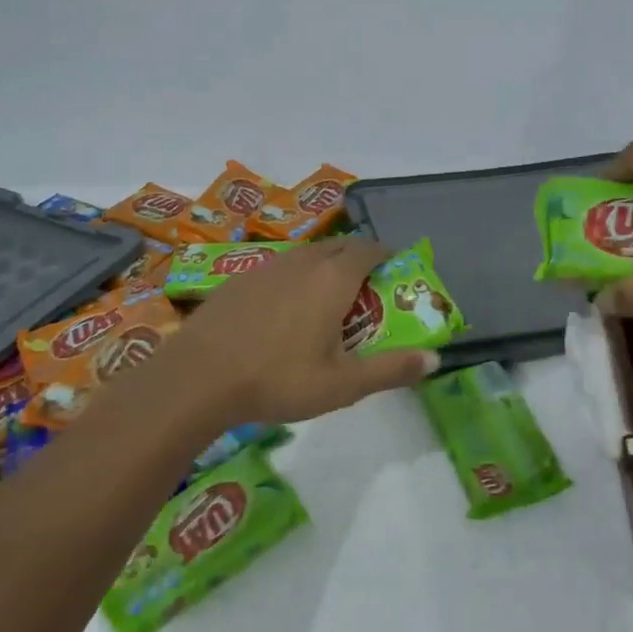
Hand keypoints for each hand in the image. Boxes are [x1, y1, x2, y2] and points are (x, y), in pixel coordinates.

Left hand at [164, 240, 438, 424]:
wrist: (197, 378)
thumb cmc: (278, 380)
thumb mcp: (343, 385)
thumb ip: (391, 370)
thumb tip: (434, 361)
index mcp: (333, 279)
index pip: (369, 249)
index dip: (387, 255)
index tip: (396, 270)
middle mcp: (303, 262)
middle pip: (339, 246)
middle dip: (359, 258)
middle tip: (367, 289)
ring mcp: (267, 266)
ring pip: (307, 254)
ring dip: (326, 265)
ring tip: (329, 297)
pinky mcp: (239, 278)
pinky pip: (280, 266)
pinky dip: (295, 276)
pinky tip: (285, 308)